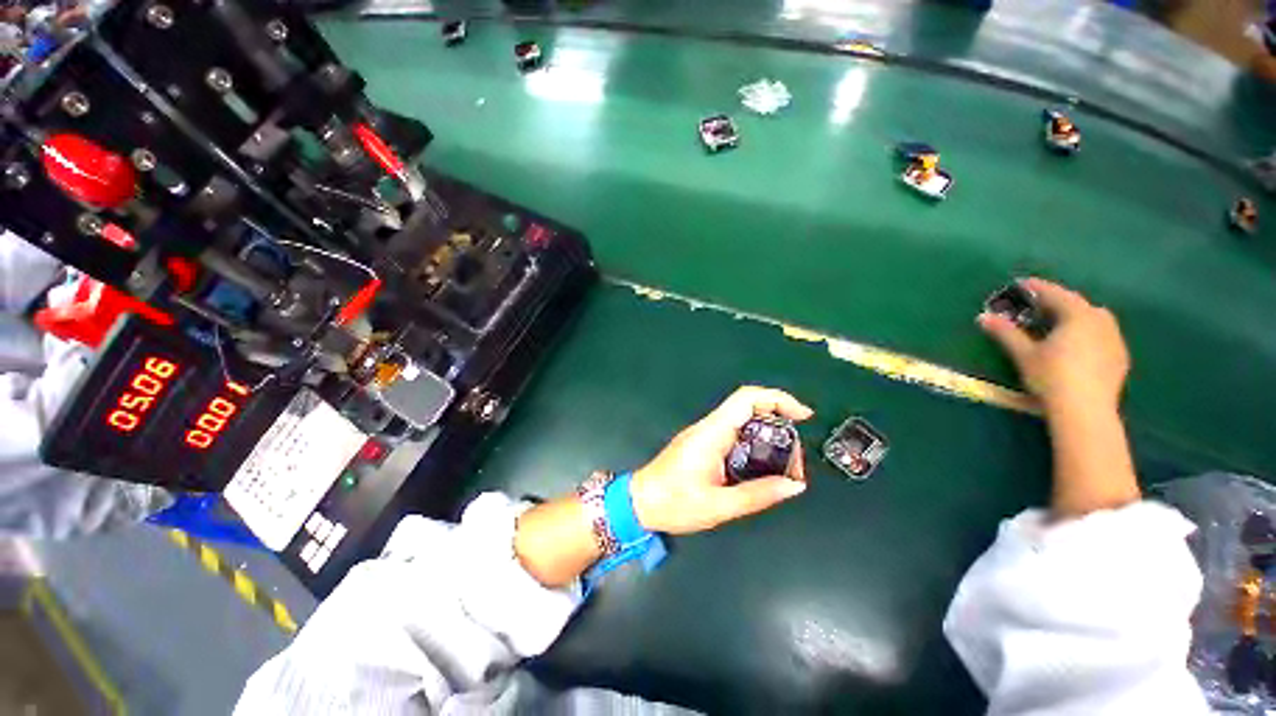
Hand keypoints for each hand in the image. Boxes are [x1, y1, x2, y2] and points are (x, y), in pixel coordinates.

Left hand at [629, 386, 812, 534]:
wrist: (640, 502)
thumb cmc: (674, 503)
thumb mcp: (719, 506)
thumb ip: (758, 495)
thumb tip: (795, 485)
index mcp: (712, 433)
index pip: (746, 399)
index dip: (777, 399)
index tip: (803, 415)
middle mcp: (709, 427)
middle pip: (748, 406)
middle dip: (778, 421)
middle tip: (795, 454)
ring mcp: (705, 433)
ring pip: (743, 420)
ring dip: (768, 433)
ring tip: (785, 463)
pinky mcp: (703, 442)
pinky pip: (734, 432)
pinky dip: (755, 441)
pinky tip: (763, 464)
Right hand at [978, 278, 1129, 415]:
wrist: (1085, 410)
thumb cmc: (1052, 376)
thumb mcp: (1024, 354)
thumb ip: (1006, 333)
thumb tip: (983, 316)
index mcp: (1078, 315)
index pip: (1056, 294)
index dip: (1037, 287)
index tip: (1021, 283)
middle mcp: (1101, 321)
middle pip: (1078, 304)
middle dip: (1058, 302)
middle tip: (1038, 305)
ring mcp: (1114, 339)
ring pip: (1093, 319)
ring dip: (1075, 317)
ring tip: (1058, 324)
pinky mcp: (1119, 357)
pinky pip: (1102, 335)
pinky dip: (1086, 333)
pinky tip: (1076, 345)